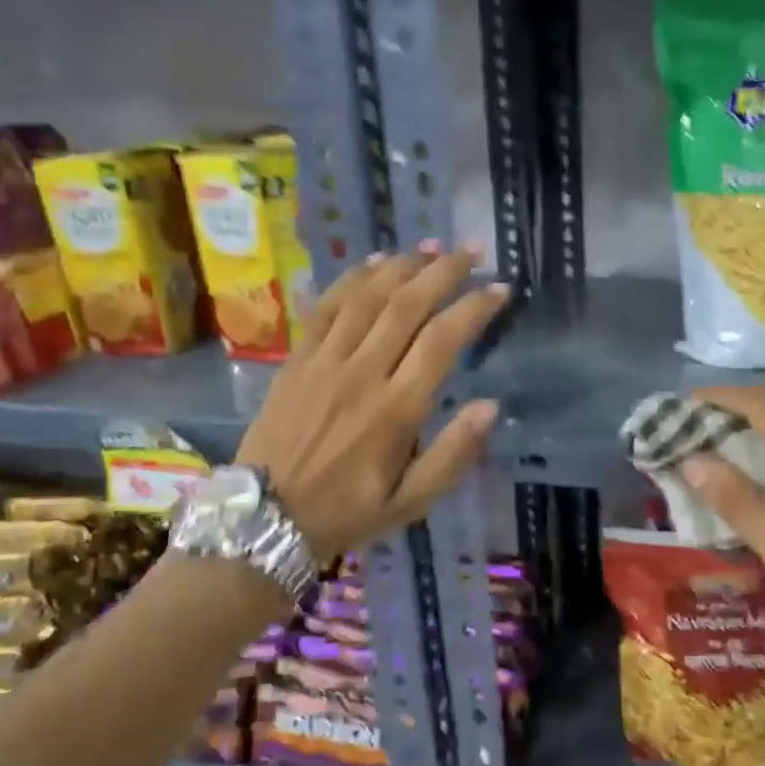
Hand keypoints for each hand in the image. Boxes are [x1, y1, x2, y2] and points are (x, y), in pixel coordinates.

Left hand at [235, 246, 506, 559]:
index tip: (499, 289)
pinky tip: (374, 263)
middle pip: (407, 306)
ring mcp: (324, 362)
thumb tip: (490, 406)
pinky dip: (352, 279)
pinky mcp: (296, 360)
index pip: (442, 341)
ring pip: (367, 298)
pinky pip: (326, 307)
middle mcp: (362, 374)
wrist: (265, 518)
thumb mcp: (411, 502)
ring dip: (401, 267)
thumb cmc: (347, 511)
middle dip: (443, 272)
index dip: (474, 308)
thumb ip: (453, 456)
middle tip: (470, 251)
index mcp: (396, 410)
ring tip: (430, 247)